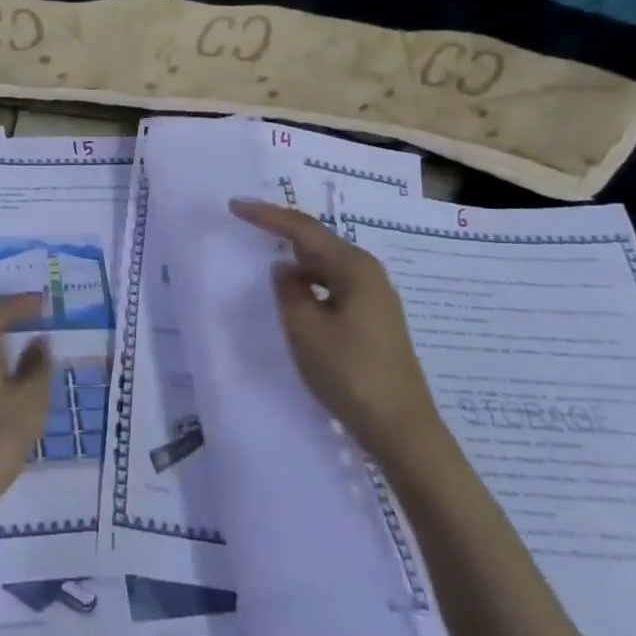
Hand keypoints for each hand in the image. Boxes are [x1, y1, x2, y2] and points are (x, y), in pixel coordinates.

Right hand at [229, 198, 444, 459]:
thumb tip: (285, 270)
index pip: (303, 229)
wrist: (401, 429)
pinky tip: (294, 295)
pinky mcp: (373, 319)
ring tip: (265, 255)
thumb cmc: (350, 373)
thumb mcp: (305, 329)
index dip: (267, 215)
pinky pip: (333, 286)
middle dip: (281, 231)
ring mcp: (374, 297)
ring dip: (295, 259)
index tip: (234, 206)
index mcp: (354, 267)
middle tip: (247, 222)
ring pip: (325, 265)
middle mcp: (368, 273)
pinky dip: (309, 283)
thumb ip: (288, 291)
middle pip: (317, 241)